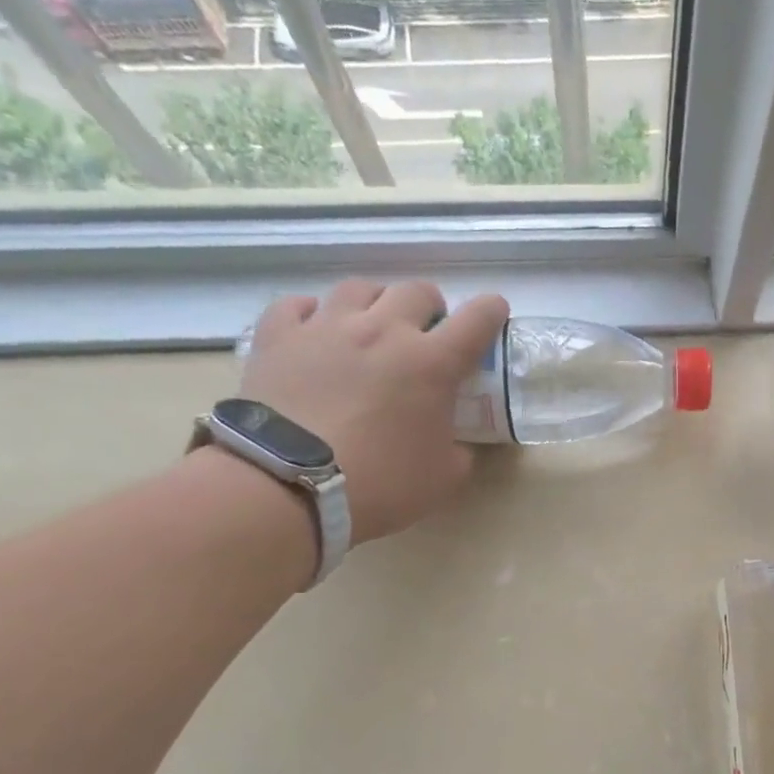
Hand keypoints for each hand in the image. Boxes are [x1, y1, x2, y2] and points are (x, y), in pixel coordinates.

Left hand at [240, 278, 508, 543]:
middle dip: (430, 307)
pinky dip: (314, 314)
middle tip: (426, 334)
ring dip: (376, 303)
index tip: (494, 314)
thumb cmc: (380, 484)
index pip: (477, 319)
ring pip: (360, 288)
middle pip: (417, 291)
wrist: (288, 485)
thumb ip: (459, 452)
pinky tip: (316, 332)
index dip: (491, 311)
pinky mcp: (278, 335)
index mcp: (432, 364)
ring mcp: (327, 327)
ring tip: (371, 327)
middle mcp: (383, 331)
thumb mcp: (443, 479)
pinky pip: (299, 305)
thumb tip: (456, 444)